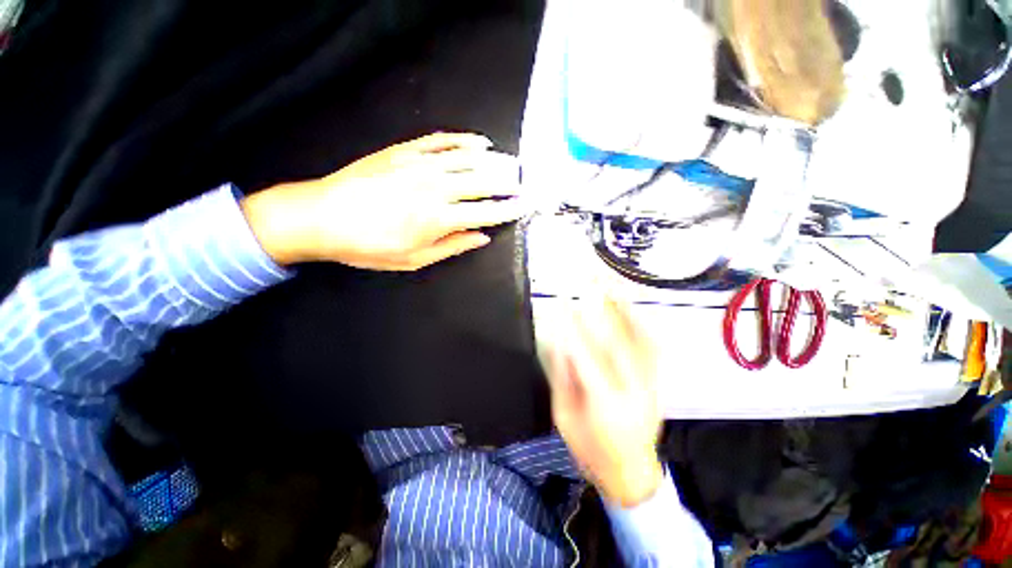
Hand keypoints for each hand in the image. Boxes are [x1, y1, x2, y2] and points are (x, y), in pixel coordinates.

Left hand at [240, 132, 527, 269]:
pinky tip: (480, 142)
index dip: (508, 209)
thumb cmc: (369, 246)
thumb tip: (482, 237)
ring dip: (495, 161)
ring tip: (513, 163)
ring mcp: (420, 164)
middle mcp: (435, 188)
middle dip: (508, 183)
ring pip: (468, 158)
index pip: (486, 211)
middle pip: (483, 181)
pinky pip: (442, 141)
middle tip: (525, 184)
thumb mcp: (414, 259)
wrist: (321, 216)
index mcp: (438, 219)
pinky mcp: (405, 150)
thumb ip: (453, 246)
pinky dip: (465, 140)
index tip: (525, 206)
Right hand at [547, 296, 663, 507]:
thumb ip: (563, 377)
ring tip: (610, 281)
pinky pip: (652, 345)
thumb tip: (559, 339)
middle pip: (616, 338)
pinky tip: (630, 304)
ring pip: (639, 337)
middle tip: (588, 279)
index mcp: (604, 403)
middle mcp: (633, 389)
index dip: (572, 326)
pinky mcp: (657, 380)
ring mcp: (650, 383)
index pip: (586, 355)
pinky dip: (640, 320)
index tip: (561, 302)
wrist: (632, 473)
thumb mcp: (564, 417)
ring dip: (623, 306)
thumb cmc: (590, 450)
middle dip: (600, 304)